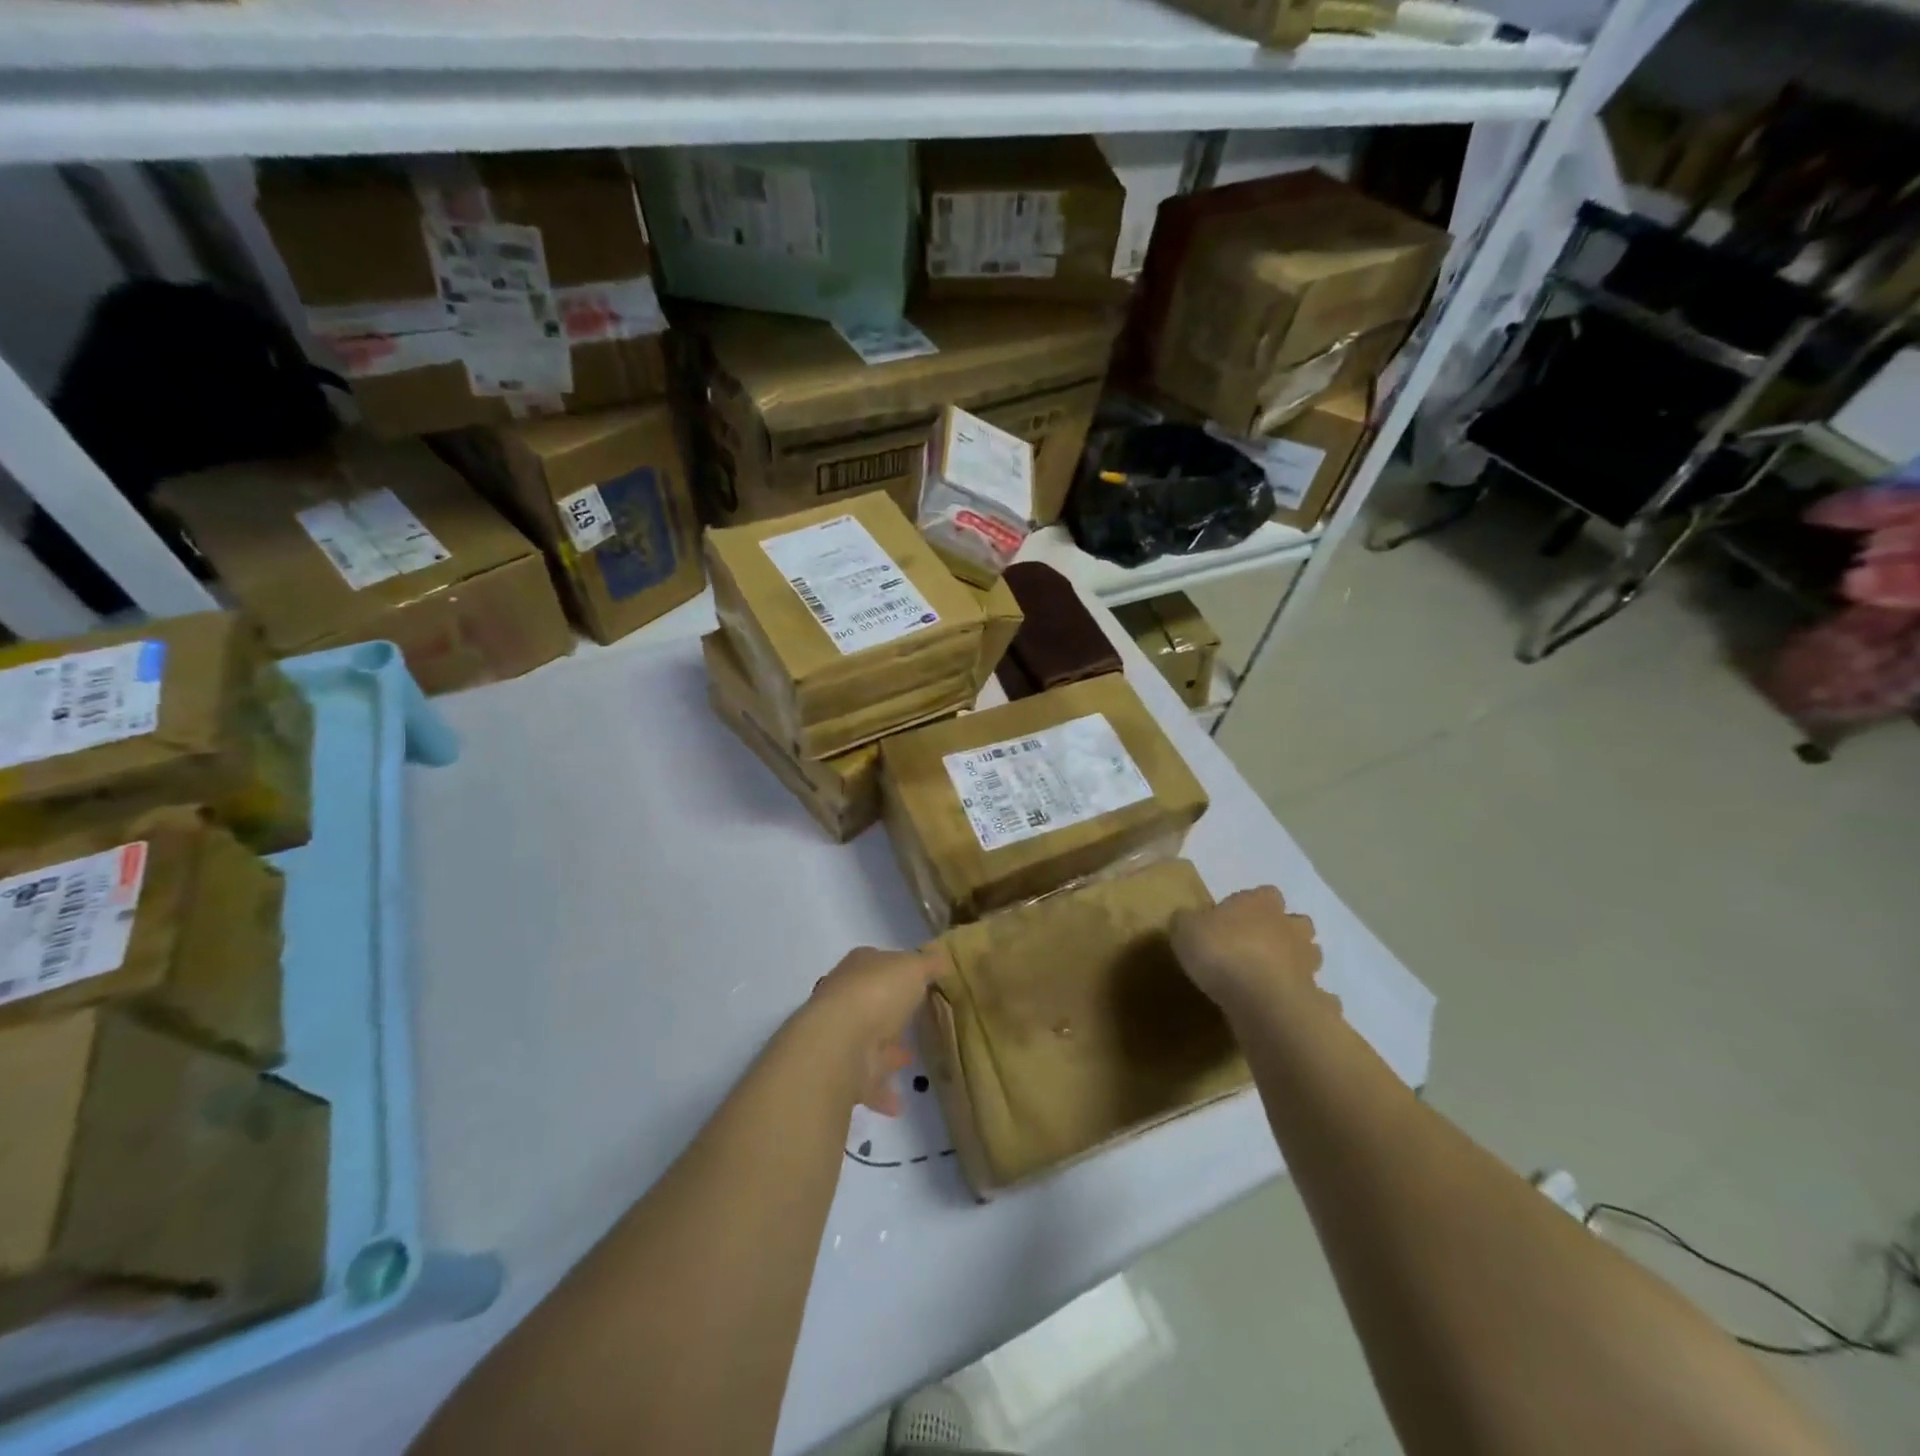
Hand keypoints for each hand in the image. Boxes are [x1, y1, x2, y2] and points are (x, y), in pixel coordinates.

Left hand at [802, 947, 940, 1114]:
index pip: (878, 963)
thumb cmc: (878, 993)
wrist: (838, 1044)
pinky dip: (881, 1091)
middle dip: (891, 1013)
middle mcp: (844, 997)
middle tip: (916, 1023)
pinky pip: (866, 1080)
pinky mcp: (841, 1072)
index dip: (898, 971)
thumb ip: (929, 964)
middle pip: (871, 1002)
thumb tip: (942, 959)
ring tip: (911, 1060)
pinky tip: (900, 1102)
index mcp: (859, 967)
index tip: (919, 983)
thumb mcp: (914, 967)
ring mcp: (840, 1036)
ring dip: (886, 1051)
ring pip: (867, 1041)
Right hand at [1170, 886, 1325, 1021]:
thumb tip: (1187, 920)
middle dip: (1283, 932)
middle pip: (1296, 922)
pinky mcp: (1315, 996)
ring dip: (1297, 962)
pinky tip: (1292, 1008)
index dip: (1252, 904)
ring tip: (1272, 977)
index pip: (1265, 893)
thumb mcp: (1185, 929)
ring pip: (1310, 955)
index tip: (1233, 919)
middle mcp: (1290, 927)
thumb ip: (1187, 921)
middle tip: (1258, 947)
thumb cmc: (1221, 952)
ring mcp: (1307, 962)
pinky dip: (1311, 1000)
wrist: (1260, 1000)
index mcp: (1260, 903)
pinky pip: (1319, 996)